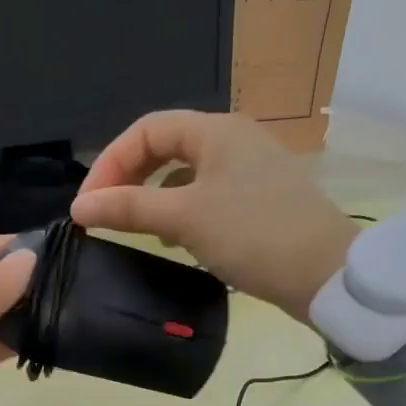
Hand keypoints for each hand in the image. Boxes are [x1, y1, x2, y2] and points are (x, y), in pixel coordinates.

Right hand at [71, 110, 355, 321]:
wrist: (326, 275)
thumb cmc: (253, 235)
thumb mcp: (184, 218)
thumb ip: (128, 208)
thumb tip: (80, 207)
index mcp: (215, 131)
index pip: (146, 130)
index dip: (110, 162)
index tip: (89, 204)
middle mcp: (233, 140)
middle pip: (165, 147)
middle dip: (130, 178)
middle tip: (106, 214)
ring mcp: (249, 170)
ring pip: (184, 173)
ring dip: (153, 196)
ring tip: (137, 228)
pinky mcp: (258, 200)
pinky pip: (205, 195)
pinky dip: (181, 211)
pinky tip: (176, 240)